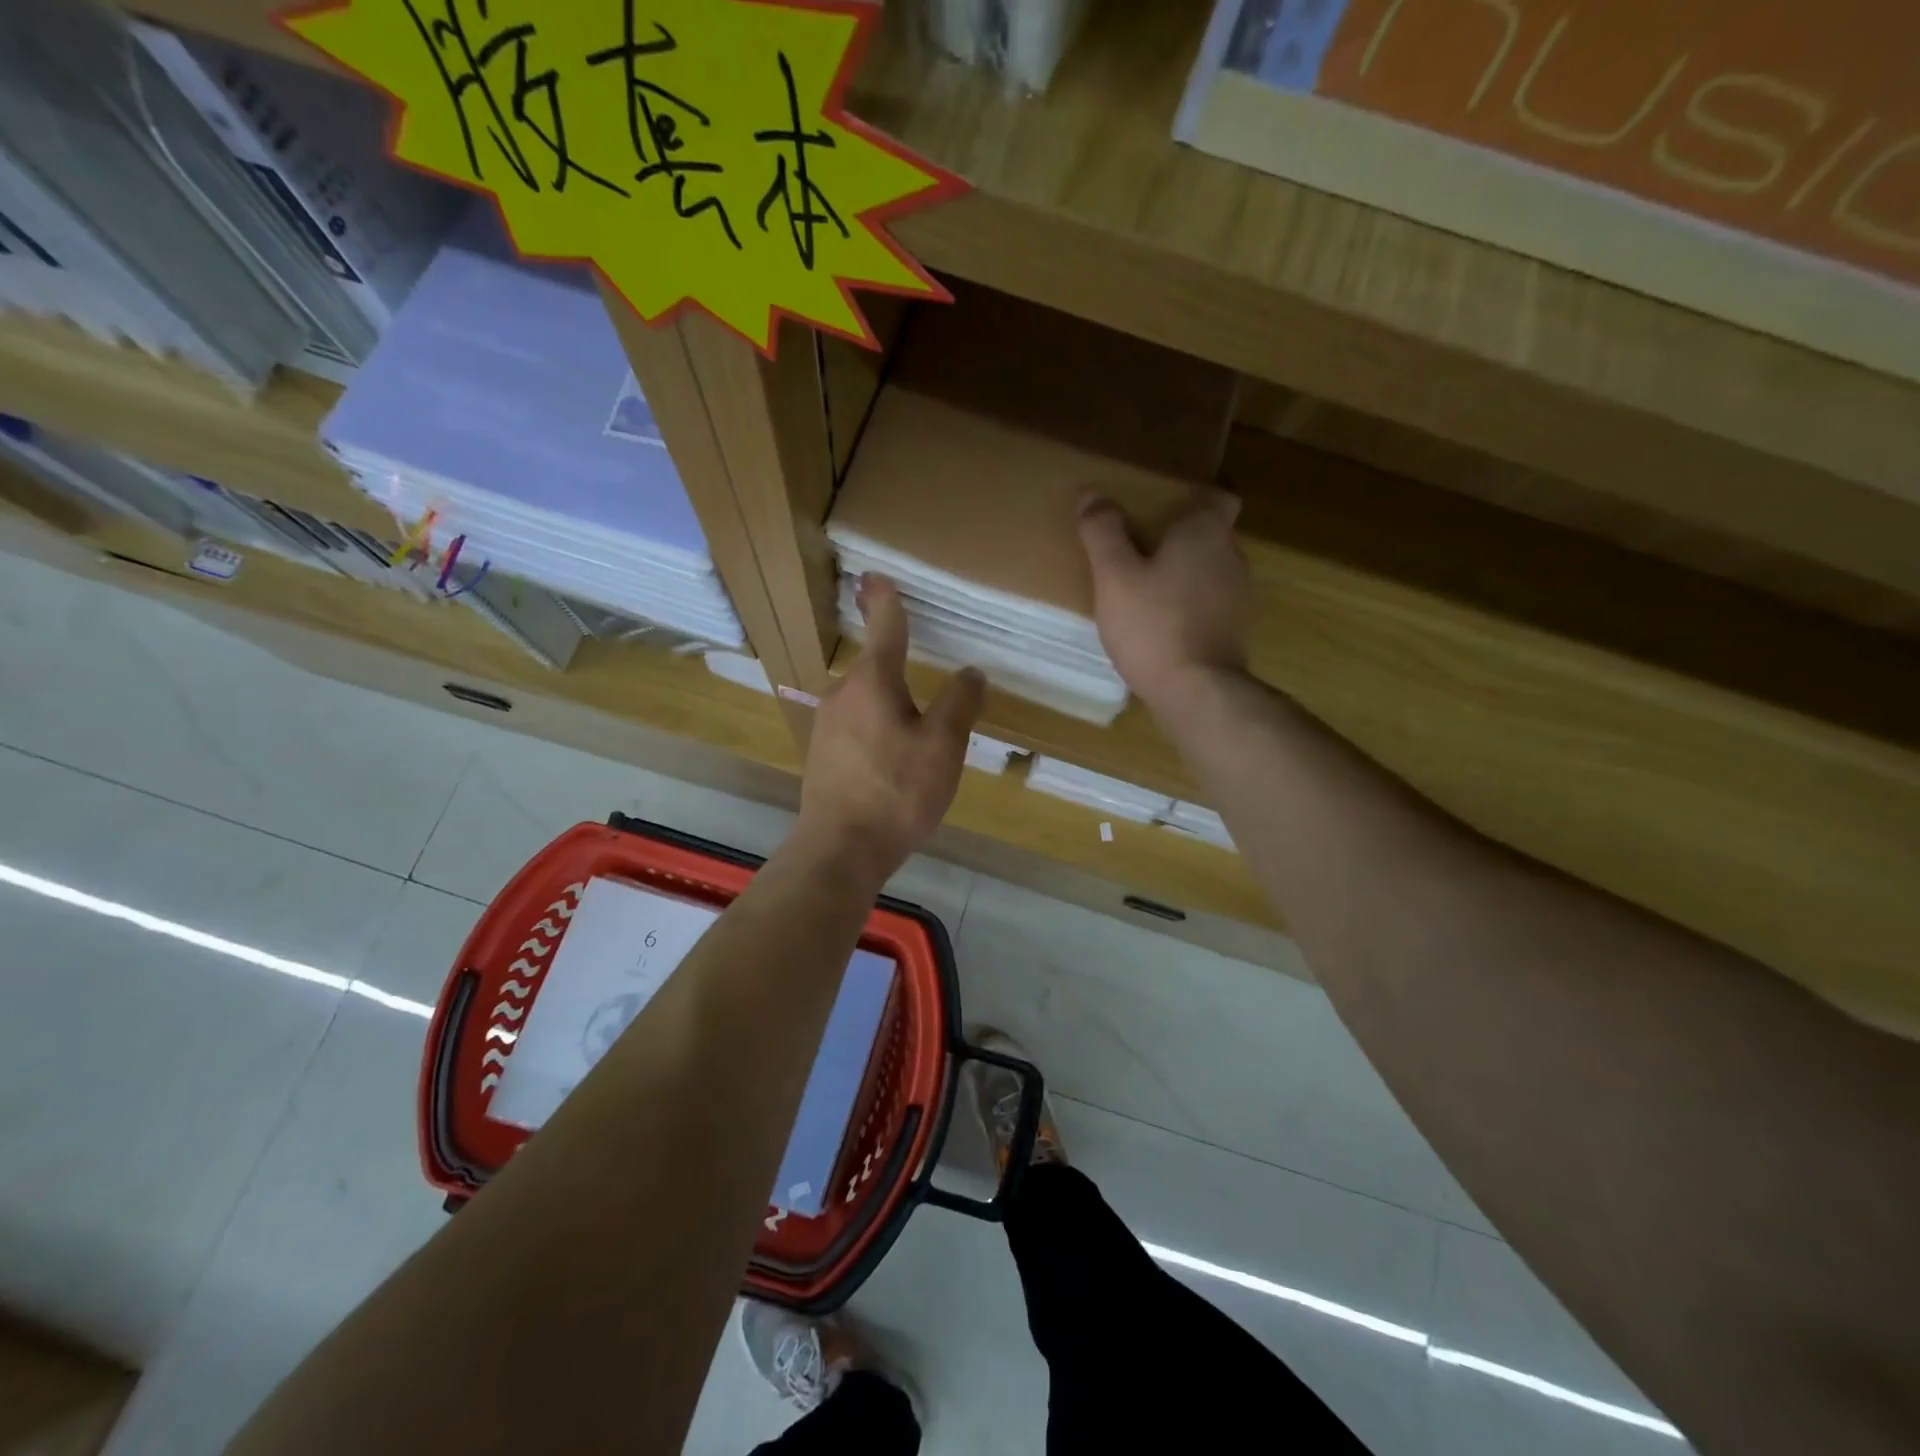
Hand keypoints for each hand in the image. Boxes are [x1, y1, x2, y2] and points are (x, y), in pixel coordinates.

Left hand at [796, 575, 984, 884]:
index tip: (874, 575)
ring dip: (890, 708)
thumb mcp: (942, 746)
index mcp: (872, 682)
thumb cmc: (897, 790)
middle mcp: (842, 694)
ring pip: (866, 702)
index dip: (884, 599)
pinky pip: (857, 729)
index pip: (884, 627)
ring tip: (918, 741)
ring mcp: (826, 726)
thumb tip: (971, 673)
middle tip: (931, 695)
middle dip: (900, 672)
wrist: (841, 849)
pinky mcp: (821, 756)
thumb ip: (959, 703)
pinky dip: (878, 732)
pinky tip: (893, 765)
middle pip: (876, 670)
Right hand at [1078, 491, 1250, 709]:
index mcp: (1206, 532)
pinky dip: (1189, 604)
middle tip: (1138, 547)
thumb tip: (1092, 494)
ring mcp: (1239, 595)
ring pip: (1210, 570)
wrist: (1197, 692)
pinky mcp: (1235, 630)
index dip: (1191, 497)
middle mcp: (1232, 556)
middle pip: (1209, 533)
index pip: (1215, 496)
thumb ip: (1103, 532)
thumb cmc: (1153, 625)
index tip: (1160, 507)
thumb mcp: (1114, 576)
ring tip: (1145, 588)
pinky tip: (1161, 623)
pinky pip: (1210, 603)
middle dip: (1179, 537)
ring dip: (1183, 573)